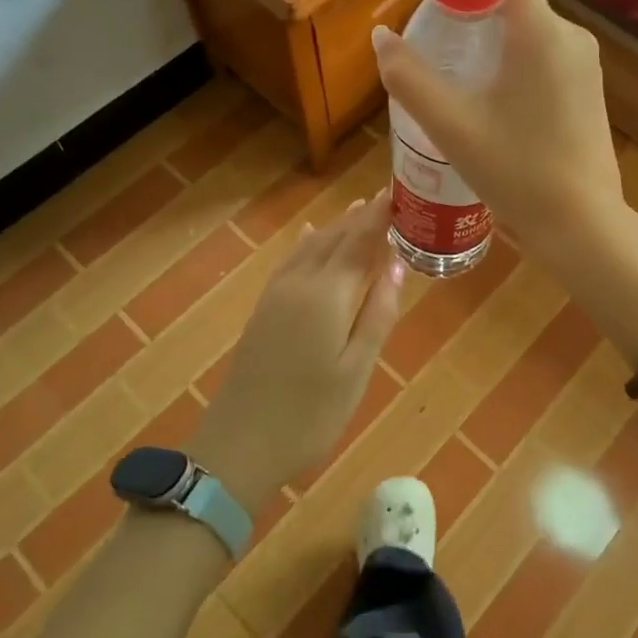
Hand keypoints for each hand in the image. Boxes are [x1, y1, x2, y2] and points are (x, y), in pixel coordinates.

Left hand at [189, 197, 405, 513]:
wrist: (240, 444)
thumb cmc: (310, 414)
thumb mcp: (356, 370)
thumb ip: (378, 314)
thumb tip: (397, 266)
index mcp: (328, 295)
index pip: (359, 243)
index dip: (379, 217)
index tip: (398, 193)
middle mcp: (301, 283)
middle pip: (335, 239)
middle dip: (360, 217)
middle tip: (386, 197)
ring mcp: (277, 295)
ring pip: (312, 247)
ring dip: (337, 226)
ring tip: (358, 208)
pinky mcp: (264, 309)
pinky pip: (291, 260)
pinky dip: (308, 243)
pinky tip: (311, 235)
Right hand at [372, 0, 627, 265]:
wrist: (581, 225)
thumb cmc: (515, 171)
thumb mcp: (451, 126)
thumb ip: (409, 78)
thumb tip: (381, 36)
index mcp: (541, 32)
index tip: (431, 4)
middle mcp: (570, 36)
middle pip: (512, 1)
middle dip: (468, 15)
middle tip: (433, 50)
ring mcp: (585, 64)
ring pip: (527, 32)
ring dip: (489, 43)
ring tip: (456, 81)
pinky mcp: (588, 89)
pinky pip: (544, 57)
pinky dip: (512, 64)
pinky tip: (491, 104)